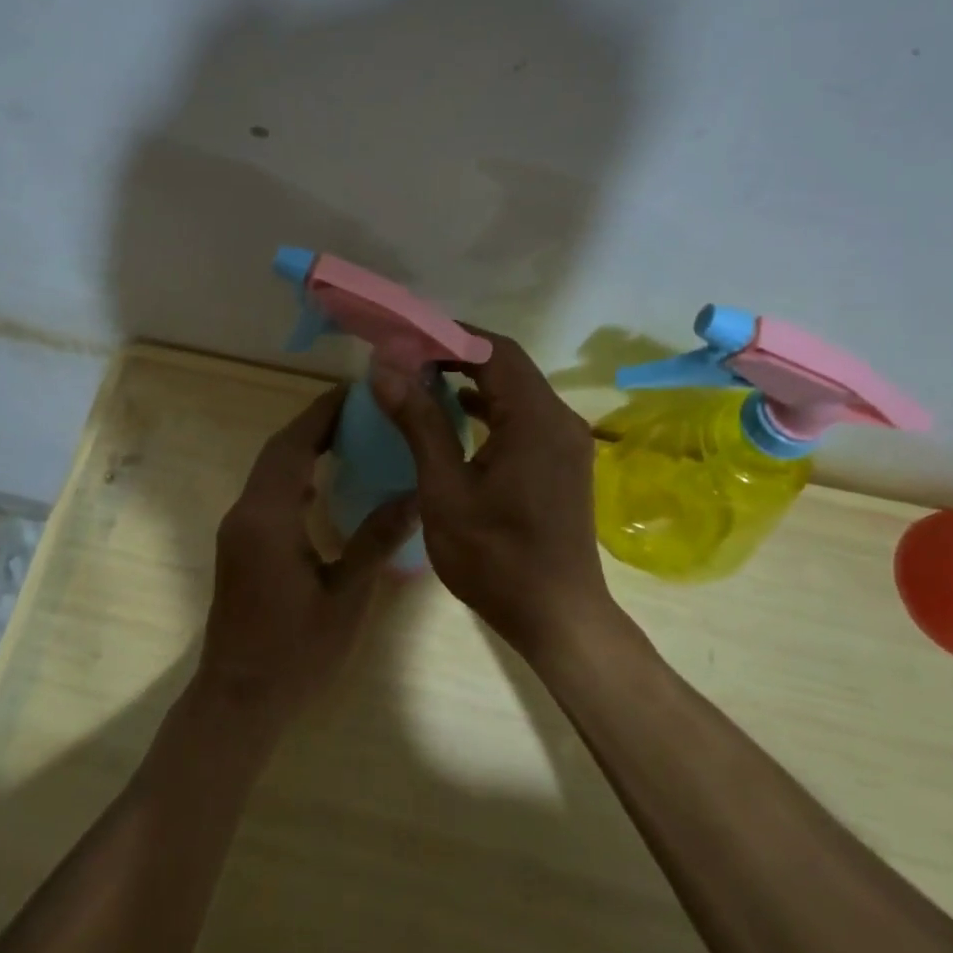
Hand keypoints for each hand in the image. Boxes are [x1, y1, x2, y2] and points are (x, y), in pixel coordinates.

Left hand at [195, 385, 419, 726]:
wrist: (239, 699)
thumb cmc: (296, 652)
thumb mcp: (346, 596)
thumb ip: (377, 540)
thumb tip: (416, 495)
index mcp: (268, 518)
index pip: (292, 446)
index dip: (321, 414)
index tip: (354, 391)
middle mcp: (246, 513)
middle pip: (277, 452)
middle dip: (314, 424)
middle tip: (359, 409)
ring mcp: (238, 530)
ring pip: (269, 472)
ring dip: (302, 448)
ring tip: (347, 436)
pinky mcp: (239, 546)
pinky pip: (266, 494)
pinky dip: (293, 476)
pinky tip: (322, 485)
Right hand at [371, 327, 617, 660]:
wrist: (557, 617)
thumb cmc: (495, 558)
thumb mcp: (445, 490)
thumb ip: (419, 423)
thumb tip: (386, 368)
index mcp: (536, 419)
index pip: (494, 351)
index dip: (447, 336)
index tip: (403, 337)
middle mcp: (559, 419)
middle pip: (507, 366)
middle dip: (455, 354)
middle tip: (405, 356)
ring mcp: (565, 442)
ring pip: (516, 390)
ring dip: (471, 380)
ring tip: (421, 379)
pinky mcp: (562, 462)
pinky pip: (523, 417)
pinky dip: (489, 408)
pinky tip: (456, 416)